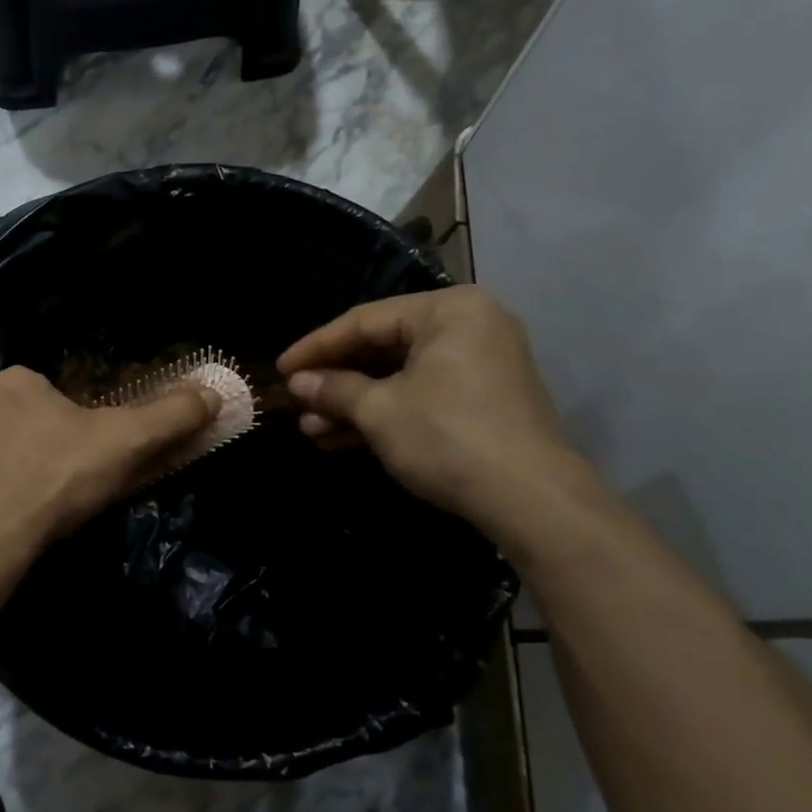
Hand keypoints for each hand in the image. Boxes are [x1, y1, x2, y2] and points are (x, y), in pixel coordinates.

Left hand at [0, 365, 219, 573]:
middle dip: (34, 451)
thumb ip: (169, 416)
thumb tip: (213, 392)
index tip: (85, 466)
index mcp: (16, 384)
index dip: (74, 430)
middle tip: (55, 495)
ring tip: (19, 518)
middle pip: (15, 424)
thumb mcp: (124, 445)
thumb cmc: (53, 481)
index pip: (52, 397)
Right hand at [277, 287, 594, 553]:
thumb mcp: (380, 411)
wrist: (532, 501)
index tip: (280, 369)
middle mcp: (468, 327)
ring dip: (353, 403)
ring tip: (310, 428)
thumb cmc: (449, 438)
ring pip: (399, 376)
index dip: (316, 347)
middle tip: (296, 403)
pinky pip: (421, 395)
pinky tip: (340, 438)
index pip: (365, 320)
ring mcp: (479, 364)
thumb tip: (297, 383)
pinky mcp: (481, 400)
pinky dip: (384, 413)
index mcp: (448, 310)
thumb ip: (335, 389)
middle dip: (335, 381)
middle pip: (382, 347)